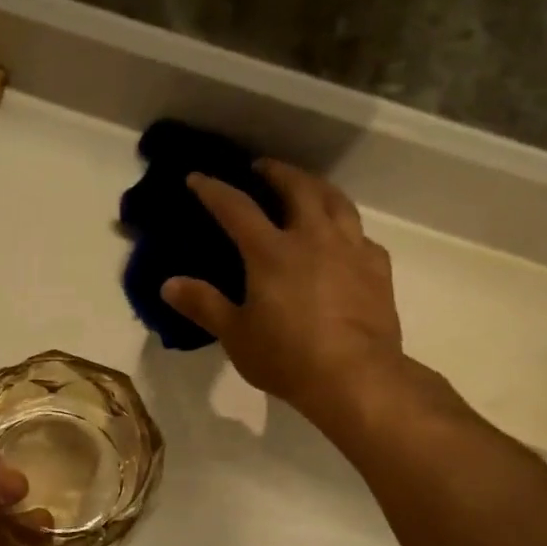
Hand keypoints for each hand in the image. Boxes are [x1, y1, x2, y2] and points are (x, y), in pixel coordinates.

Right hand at [160, 159, 412, 421]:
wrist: (355, 377)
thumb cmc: (287, 357)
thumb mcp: (235, 335)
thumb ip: (203, 305)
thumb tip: (169, 284)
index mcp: (272, 252)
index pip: (236, 208)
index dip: (214, 190)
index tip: (197, 177)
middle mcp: (313, 238)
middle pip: (297, 188)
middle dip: (276, 172)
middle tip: (262, 168)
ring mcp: (350, 249)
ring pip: (336, 201)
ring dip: (316, 187)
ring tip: (306, 188)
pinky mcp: (377, 268)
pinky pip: (361, 235)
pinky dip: (345, 227)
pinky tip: (342, 239)